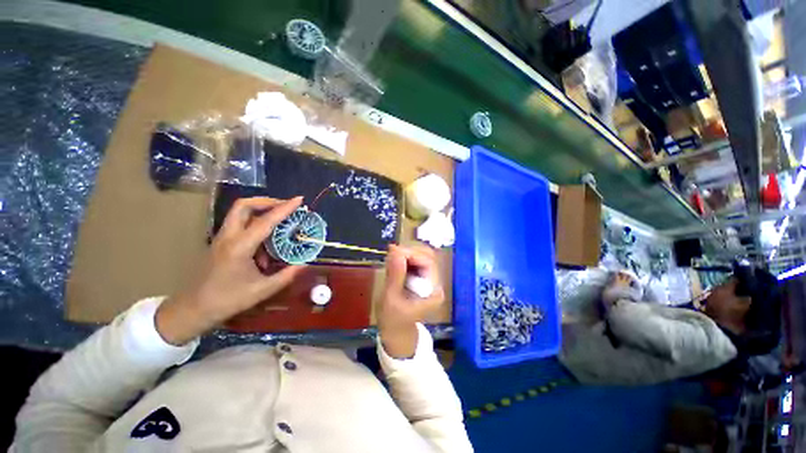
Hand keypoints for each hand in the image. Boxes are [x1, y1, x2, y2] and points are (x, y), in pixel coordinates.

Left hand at [156, 197, 305, 344]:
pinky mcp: (221, 243)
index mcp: (240, 246)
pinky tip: (266, 243)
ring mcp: (222, 238)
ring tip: (280, 221)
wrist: (193, 309)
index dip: (284, 208)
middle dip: (266, 201)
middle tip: (284, 206)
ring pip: (240, 212)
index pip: (266, 221)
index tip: (299, 199)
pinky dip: (255, 224)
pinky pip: (239, 224)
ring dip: (260, 210)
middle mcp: (229, 236)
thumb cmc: (227, 300)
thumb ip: (286, 275)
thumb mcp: (262, 290)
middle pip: (244, 205)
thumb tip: (305, 264)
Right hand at [378, 245, 443, 358]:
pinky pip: (414, 261)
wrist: (396, 332)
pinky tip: (393, 263)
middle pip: (427, 256)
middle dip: (409, 251)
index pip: (428, 262)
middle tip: (391, 253)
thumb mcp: (391, 298)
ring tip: (390, 260)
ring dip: (405, 254)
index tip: (394, 251)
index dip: (412, 253)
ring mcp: (428, 279)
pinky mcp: (420, 277)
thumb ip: (395, 274)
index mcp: (433, 291)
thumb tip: (395, 249)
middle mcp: (434, 282)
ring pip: (421, 256)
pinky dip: (403, 258)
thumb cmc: (393, 319)